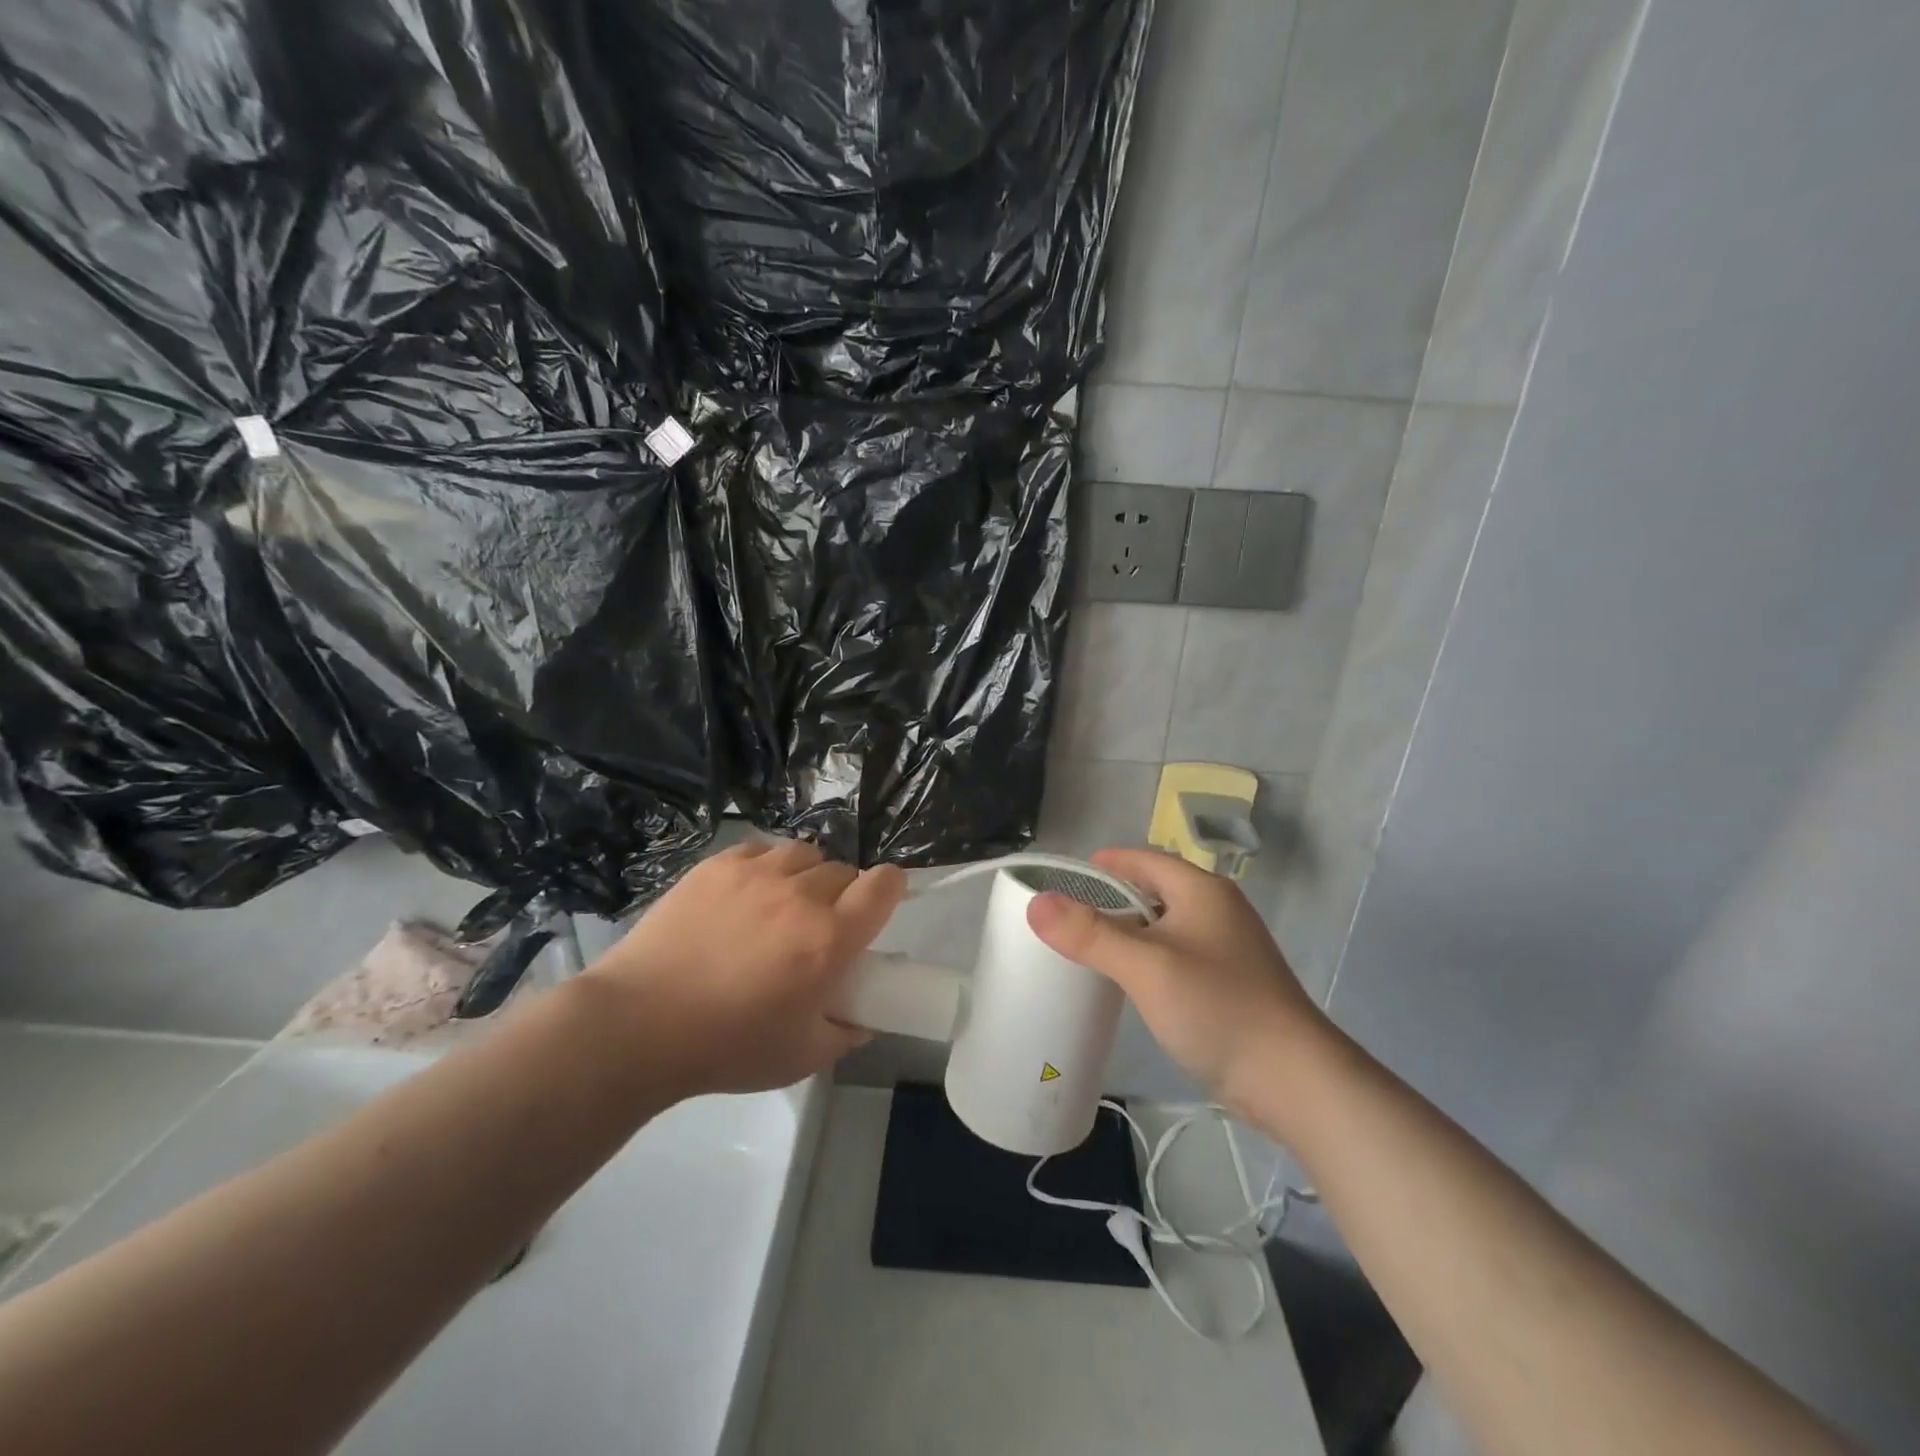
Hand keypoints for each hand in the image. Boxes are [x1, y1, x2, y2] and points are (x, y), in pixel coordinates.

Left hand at [584, 838, 905, 1095]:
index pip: (883, 886)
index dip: (891, 889)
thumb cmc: (726, 1047)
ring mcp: (755, 874)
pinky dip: (766, 867)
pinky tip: (748, 894)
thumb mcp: (801, 1057)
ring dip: (806, 875)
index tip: (881, 904)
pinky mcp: (716, 866)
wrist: (638, 1025)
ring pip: (804, 854)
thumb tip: (863, 1018)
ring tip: (785, 902)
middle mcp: (800, 895)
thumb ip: (845, 1034)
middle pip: (844, 870)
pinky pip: (760, 850)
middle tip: (821, 925)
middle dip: (844, 894)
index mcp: (829, 939)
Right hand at [1025, 848, 1327, 1110]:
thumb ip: (1090, 934)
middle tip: (1072, 916)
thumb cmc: (1218, 1007)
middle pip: (1156, 889)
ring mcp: (1228, 948)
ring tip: (1093, 948)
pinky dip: (1151, 957)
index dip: (1107, 864)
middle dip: (1114, 898)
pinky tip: (1133, 982)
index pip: (1145, 859)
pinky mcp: (1231, 983)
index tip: (1069, 877)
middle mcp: (1218, 910)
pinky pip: (1179, 954)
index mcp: (1202, 891)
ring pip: (1167, 925)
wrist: (1294, 1079)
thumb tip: (1037, 903)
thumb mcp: (1146, 967)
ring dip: (1132, 930)